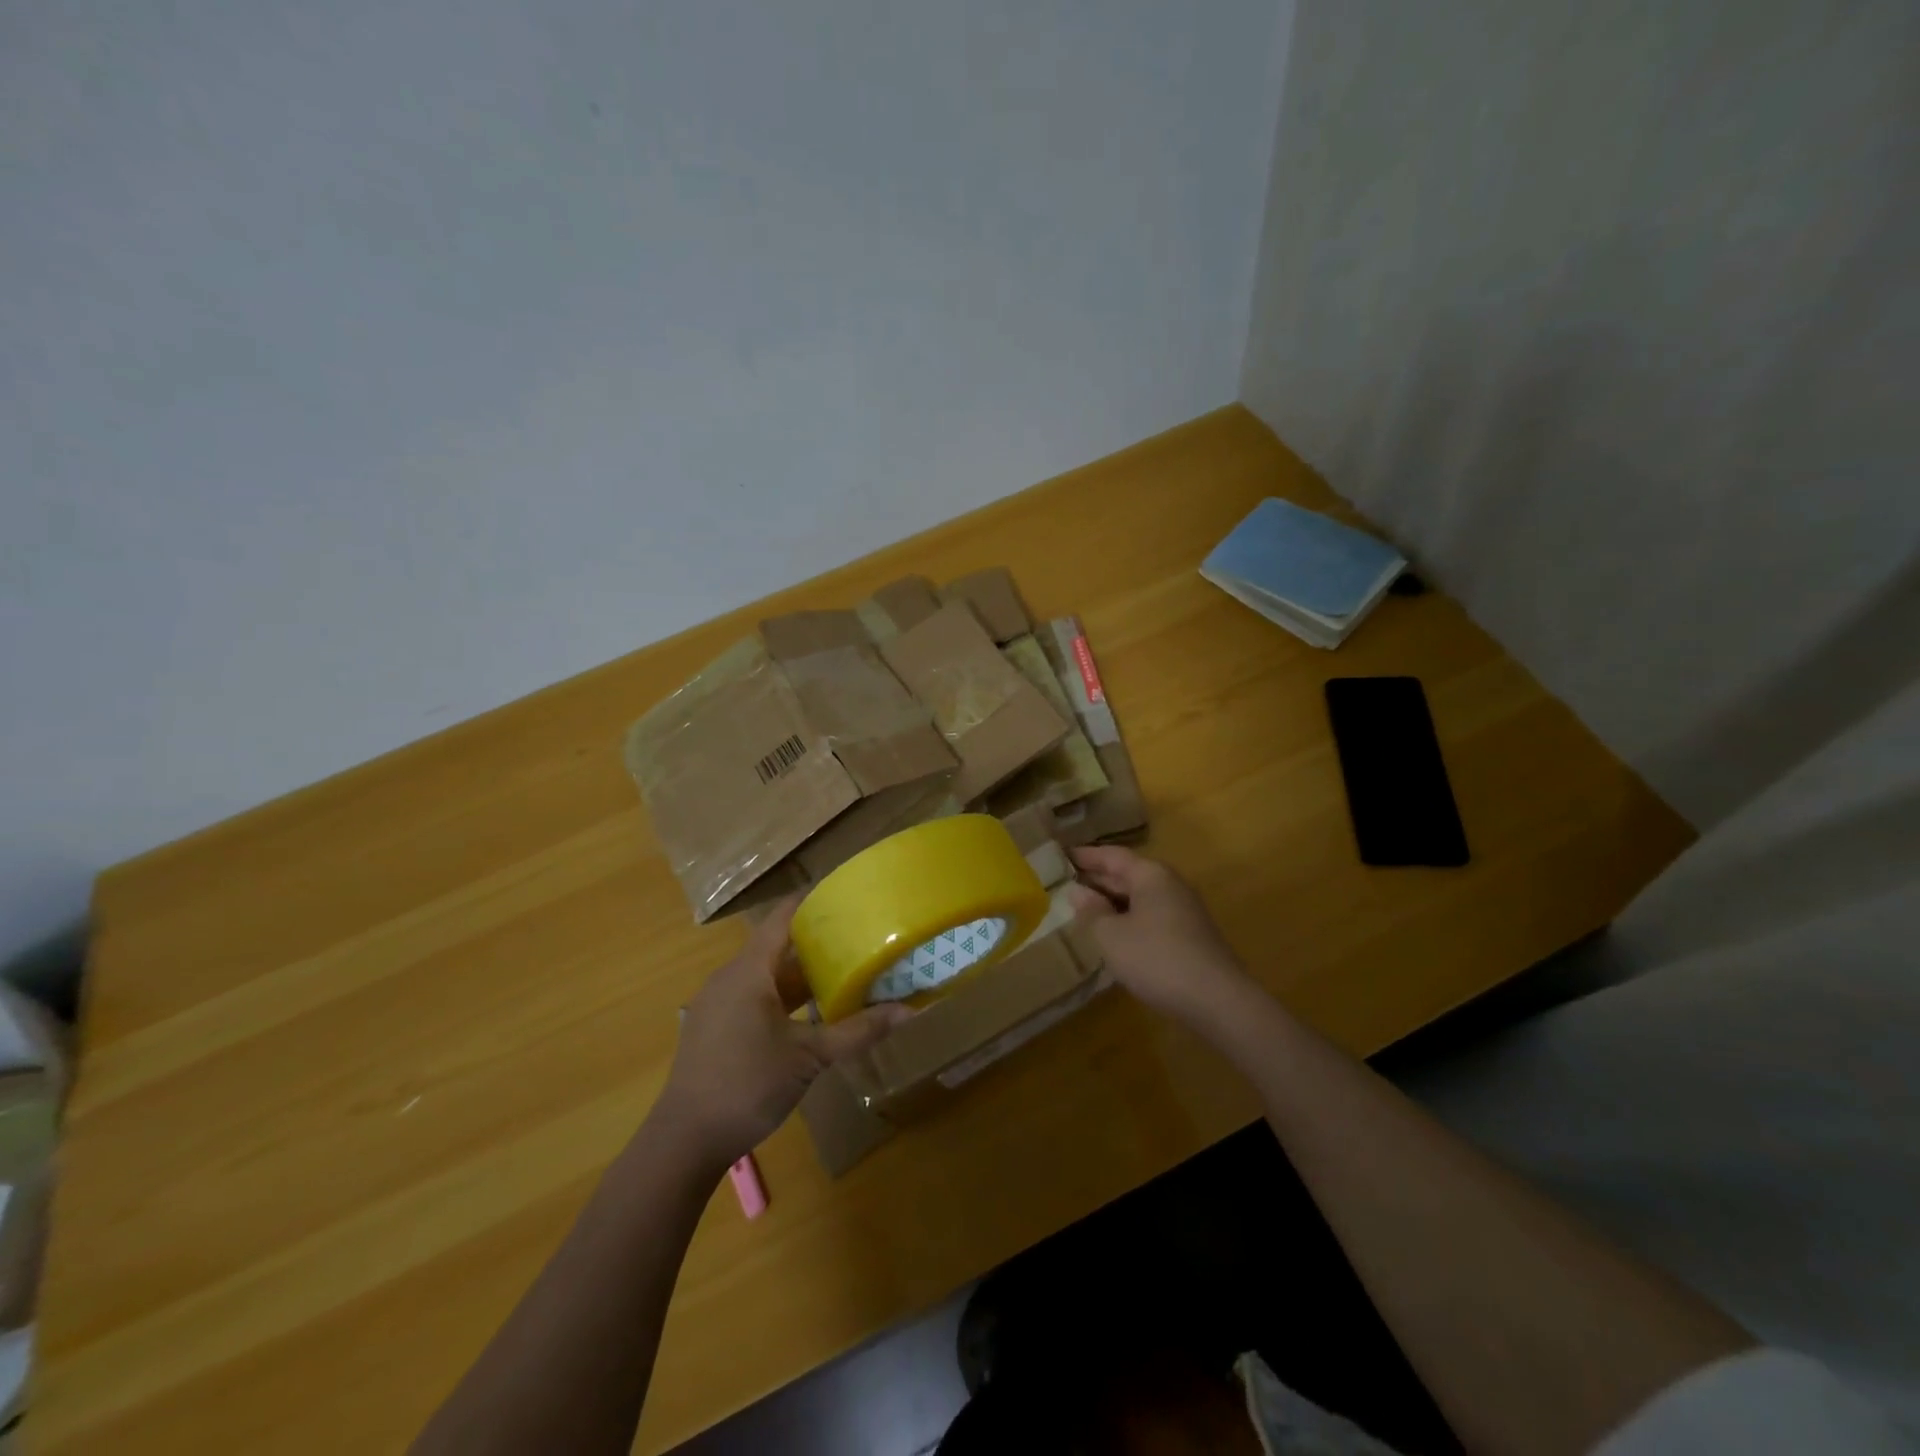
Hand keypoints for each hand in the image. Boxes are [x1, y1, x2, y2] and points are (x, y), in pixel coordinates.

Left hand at [655, 899, 910, 1168]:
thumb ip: (857, 1031)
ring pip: (765, 974)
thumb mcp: (810, 1057)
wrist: (684, 1140)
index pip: (782, 917)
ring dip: (799, 973)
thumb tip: (908, 1012)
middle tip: (855, 937)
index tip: (844, 894)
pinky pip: (753, 995)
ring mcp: (717, 1003)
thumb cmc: (747, 1085)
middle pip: (776, 945)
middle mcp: (729, 977)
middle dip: (814, 941)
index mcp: (749, 971)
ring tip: (840, 971)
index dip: (811, 901)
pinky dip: (782, 996)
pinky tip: (808, 1013)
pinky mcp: (714, 1027)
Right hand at [1068, 846, 1252, 1029]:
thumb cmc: (1157, 958)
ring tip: (1083, 910)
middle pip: (1128, 875)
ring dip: (1113, 903)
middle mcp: (1170, 886)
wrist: (1217, 1000)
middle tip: (1065, 883)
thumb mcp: (1112, 935)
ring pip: (1140, 899)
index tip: (1061, 855)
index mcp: (1151, 875)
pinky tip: (1114, 936)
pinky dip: (1129, 920)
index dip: (1086, 856)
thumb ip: (1092, 911)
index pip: (1112, 856)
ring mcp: (1183, 911)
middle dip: (1098, 880)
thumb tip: (1078, 891)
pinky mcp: (1190, 937)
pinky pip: (1151, 918)